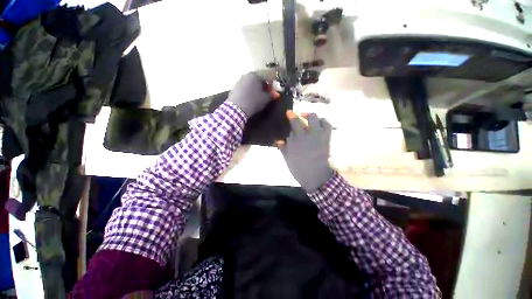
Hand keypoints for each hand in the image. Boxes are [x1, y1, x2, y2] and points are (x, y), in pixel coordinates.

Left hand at [227, 72, 279, 116]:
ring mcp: (239, 80)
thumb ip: (271, 95)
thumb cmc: (254, 101)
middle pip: (258, 80)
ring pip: (251, 83)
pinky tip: (249, 98)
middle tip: (266, 95)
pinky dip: (248, 91)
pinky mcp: (234, 87)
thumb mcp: (265, 99)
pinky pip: (245, 87)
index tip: (273, 93)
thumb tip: (275, 94)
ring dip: (255, 89)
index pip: (267, 78)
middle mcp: (247, 74)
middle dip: (263, 87)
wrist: (237, 108)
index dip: (272, 86)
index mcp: (256, 75)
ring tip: (257, 97)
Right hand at [277, 110, 333, 192]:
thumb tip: (278, 139)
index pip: (293, 123)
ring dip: (311, 116)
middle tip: (297, 115)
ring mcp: (317, 135)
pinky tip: (320, 122)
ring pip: (315, 118)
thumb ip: (282, 147)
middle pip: (302, 119)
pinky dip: (324, 121)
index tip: (289, 112)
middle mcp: (306, 134)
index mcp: (296, 139)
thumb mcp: (287, 157)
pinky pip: (327, 125)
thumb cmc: (298, 167)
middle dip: (299, 114)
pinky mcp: (326, 138)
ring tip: (308, 117)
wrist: (315, 175)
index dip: (291, 116)